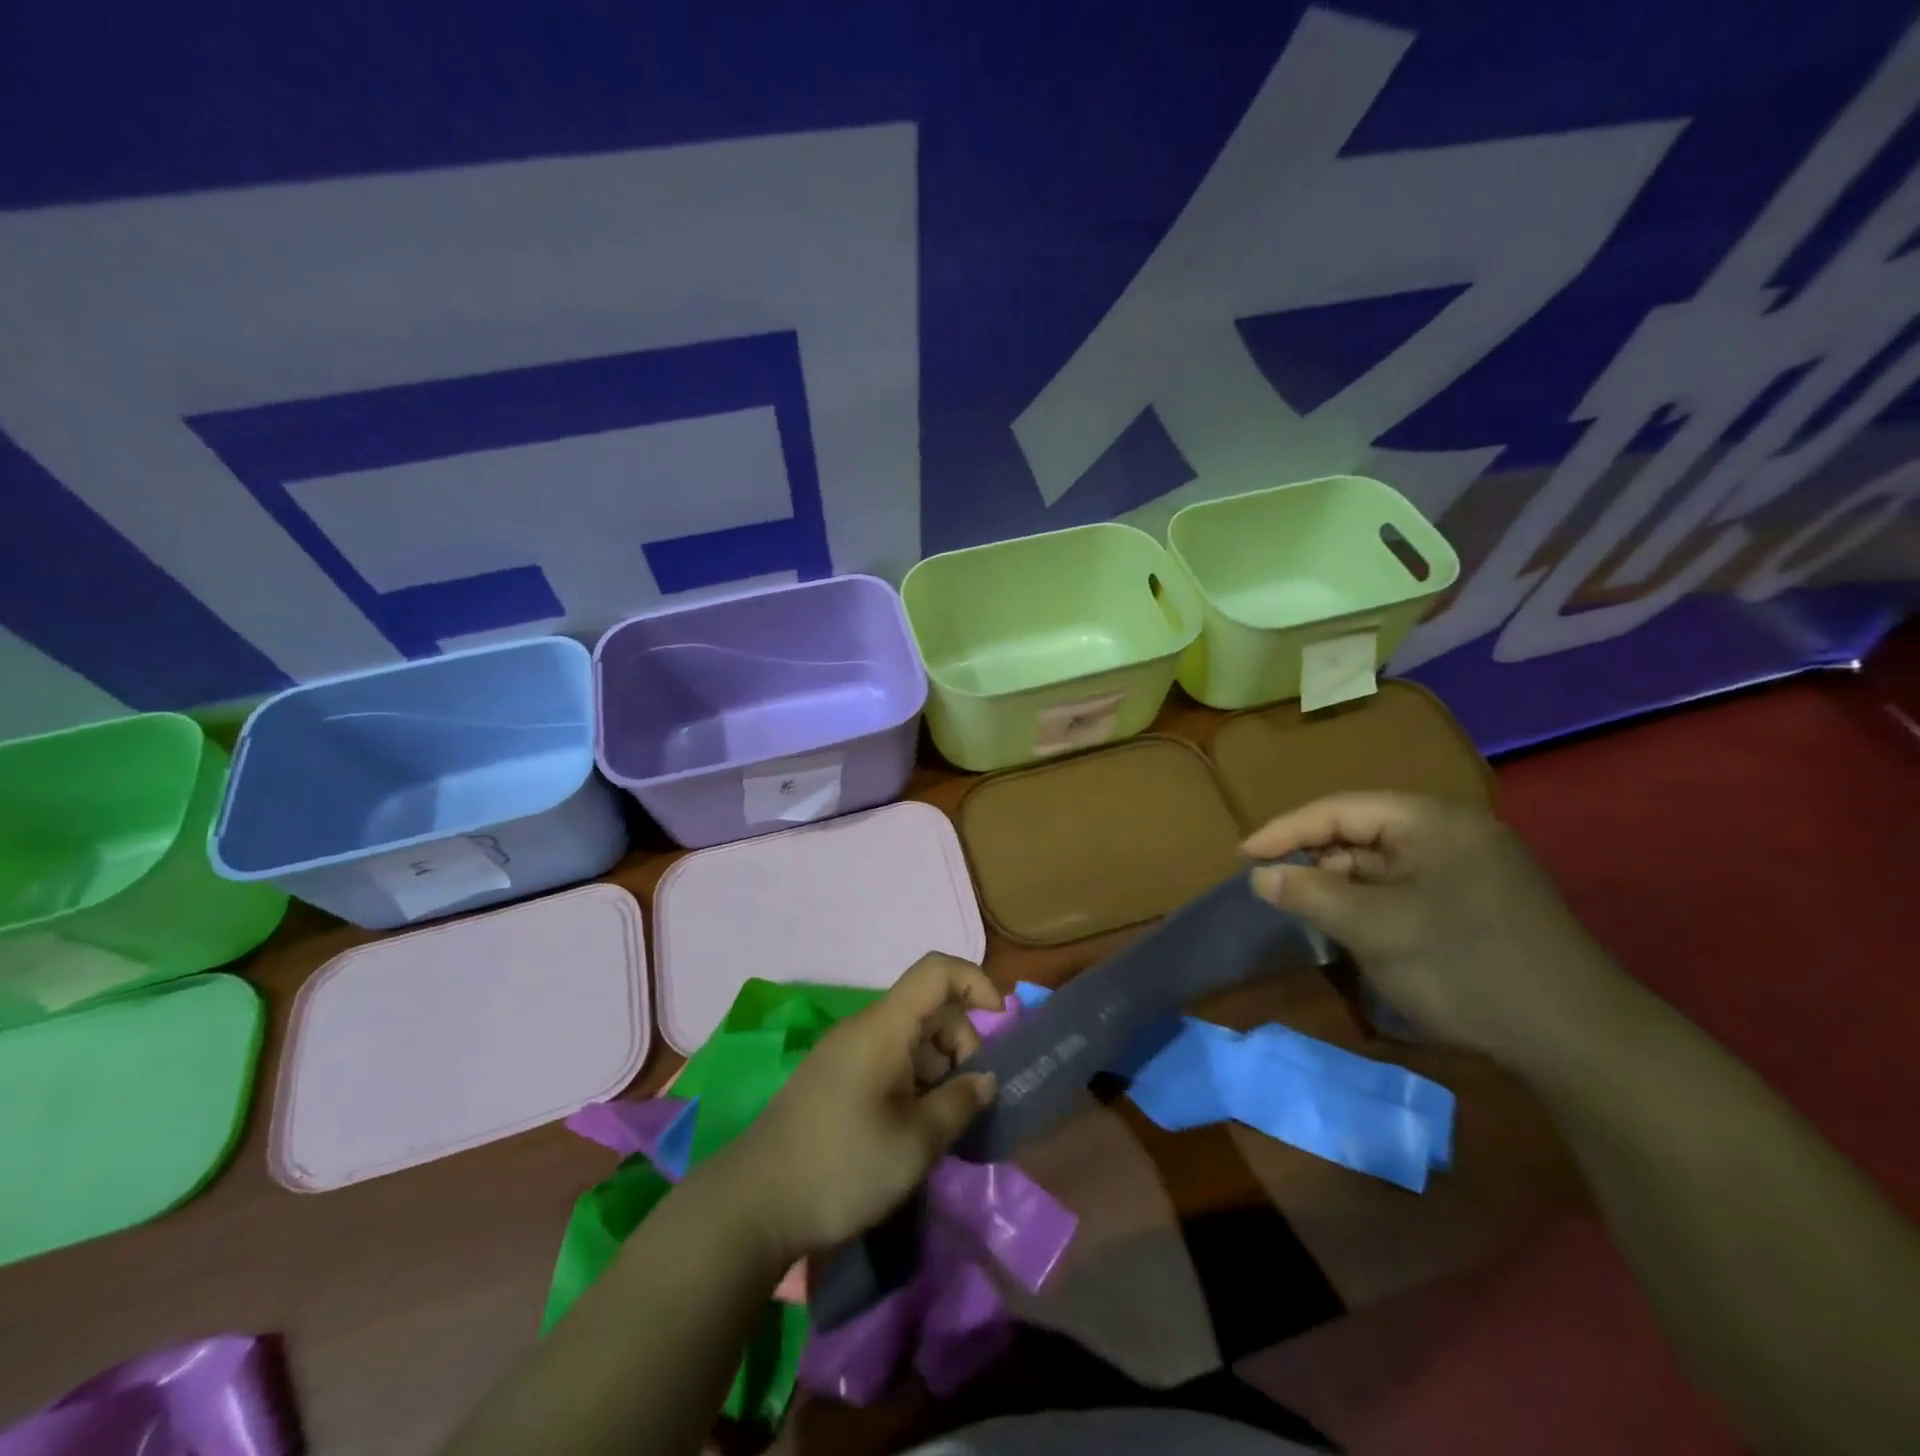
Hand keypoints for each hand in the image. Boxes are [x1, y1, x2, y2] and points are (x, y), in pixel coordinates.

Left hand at [713, 953, 1001, 1262]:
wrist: (753, 1205)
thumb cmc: (842, 1167)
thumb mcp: (914, 1143)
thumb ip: (959, 1104)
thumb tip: (986, 1079)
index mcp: (883, 1027)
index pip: (936, 971)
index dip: (975, 982)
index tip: (1002, 1023)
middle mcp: (865, 1028)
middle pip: (928, 1007)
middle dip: (962, 1041)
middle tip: (968, 1098)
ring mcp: (847, 1053)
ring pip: (911, 1037)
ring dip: (939, 1068)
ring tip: (942, 1123)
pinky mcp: (836, 1079)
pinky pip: (889, 1061)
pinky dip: (915, 1082)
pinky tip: (915, 1127)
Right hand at [1243, 793, 1622, 1061]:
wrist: (1578, 1040)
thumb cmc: (1464, 967)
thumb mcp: (1374, 929)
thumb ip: (1310, 894)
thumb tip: (1259, 875)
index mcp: (1431, 821)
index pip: (1338, 809)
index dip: (1284, 830)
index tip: (1242, 857)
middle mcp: (1452, 831)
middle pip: (1361, 832)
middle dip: (1315, 859)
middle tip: (1273, 889)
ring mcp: (1470, 866)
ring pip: (1383, 863)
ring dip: (1343, 885)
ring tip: (1308, 913)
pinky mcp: (1478, 900)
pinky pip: (1407, 887)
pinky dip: (1373, 903)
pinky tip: (1355, 930)